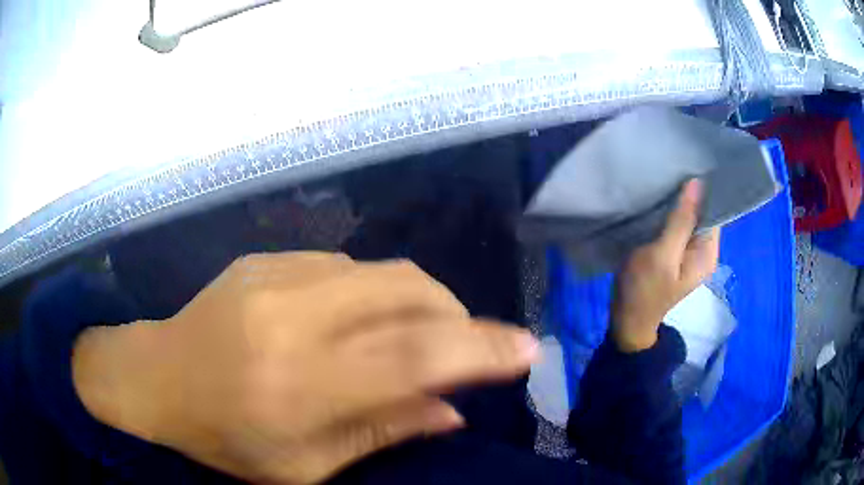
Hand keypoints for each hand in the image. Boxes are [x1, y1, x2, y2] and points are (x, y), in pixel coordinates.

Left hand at [72, 252, 537, 483]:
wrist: (154, 377)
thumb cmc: (224, 439)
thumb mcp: (304, 468)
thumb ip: (382, 432)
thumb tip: (451, 410)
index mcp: (300, 385)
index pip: (416, 359)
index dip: (482, 350)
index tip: (526, 349)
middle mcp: (293, 317)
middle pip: (408, 292)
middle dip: (458, 314)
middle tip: (466, 344)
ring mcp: (275, 276)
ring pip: (382, 271)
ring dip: (419, 300)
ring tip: (418, 333)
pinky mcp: (265, 258)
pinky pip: (345, 266)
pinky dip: (374, 292)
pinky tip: (358, 320)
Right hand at [611, 180, 720, 351]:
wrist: (626, 319)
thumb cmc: (644, 290)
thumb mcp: (662, 254)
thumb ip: (680, 221)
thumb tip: (696, 183)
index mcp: (708, 253)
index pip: (714, 211)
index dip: (704, 190)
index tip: (689, 165)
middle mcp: (703, 250)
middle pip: (701, 213)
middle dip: (689, 195)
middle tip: (672, 169)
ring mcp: (688, 252)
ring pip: (688, 218)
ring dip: (677, 203)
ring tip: (664, 181)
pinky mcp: (674, 252)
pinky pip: (676, 226)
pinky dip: (669, 215)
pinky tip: (658, 203)